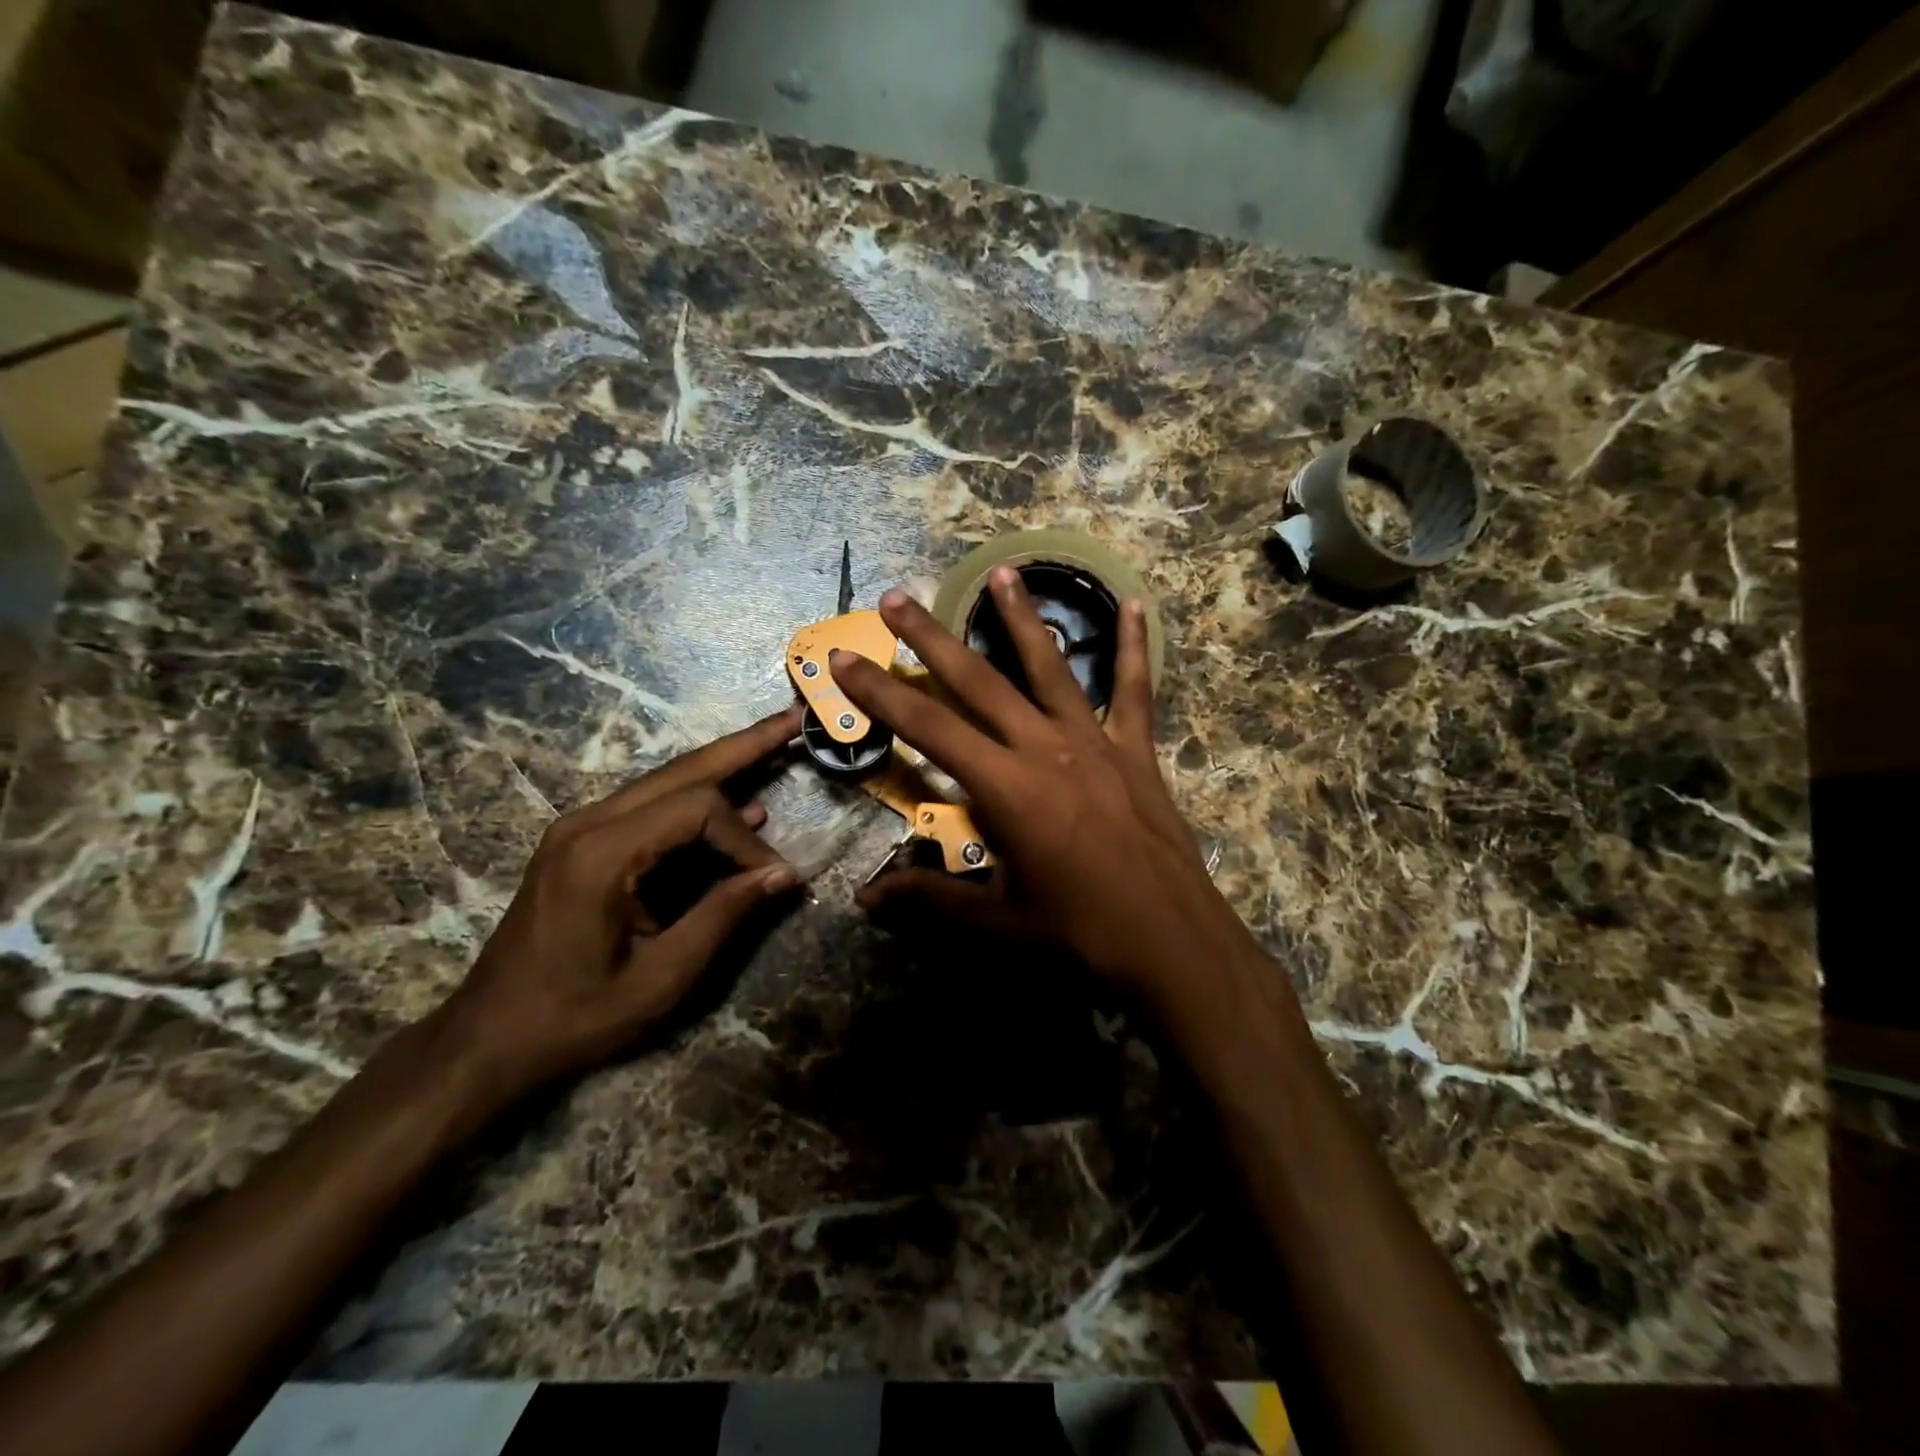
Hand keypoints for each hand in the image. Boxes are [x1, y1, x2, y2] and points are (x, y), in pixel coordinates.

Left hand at [432, 706, 802, 1112]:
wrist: (489, 1038)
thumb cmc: (574, 1016)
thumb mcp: (660, 978)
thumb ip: (723, 916)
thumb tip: (784, 873)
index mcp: (601, 855)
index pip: (697, 810)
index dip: (744, 840)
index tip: (771, 880)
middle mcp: (588, 824)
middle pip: (683, 769)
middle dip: (745, 745)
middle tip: (794, 720)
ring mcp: (581, 828)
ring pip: (668, 780)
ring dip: (724, 763)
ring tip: (776, 742)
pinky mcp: (584, 842)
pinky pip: (652, 807)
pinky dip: (699, 801)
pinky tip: (740, 806)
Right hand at [831, 570, 1259, 1004]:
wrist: (1171, 943)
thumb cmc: (1078, 934)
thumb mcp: (996, 923)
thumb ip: (930, 899)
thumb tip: (866, 897)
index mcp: (1005, 788)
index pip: (927, 728)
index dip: (881, 693)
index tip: (844, 658)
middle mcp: (1044, 749)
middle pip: (978, 681)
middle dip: (931, 637)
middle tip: (897, 598)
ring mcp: (1094, 743)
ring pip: (1049, 667)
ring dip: (1021, 618)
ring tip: (1002, 572)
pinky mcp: (1135, 751)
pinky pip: (1132, 690)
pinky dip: (1132, 647)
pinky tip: (1133, 605)